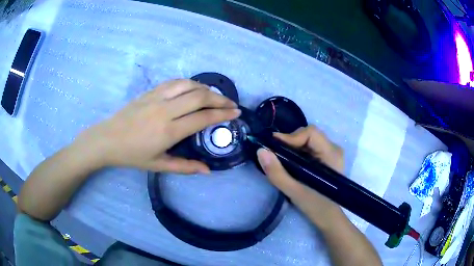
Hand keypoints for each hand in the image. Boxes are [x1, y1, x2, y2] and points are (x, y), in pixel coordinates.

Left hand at [75, 79, 240, 172]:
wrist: (107, 139)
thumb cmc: (132, 155)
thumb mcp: (158, 165)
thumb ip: (185, 167)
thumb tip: (207, 170)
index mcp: (168, 131)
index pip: (203, 117)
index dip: (222, 114)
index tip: (236, 113)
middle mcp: (165, 110)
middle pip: (199, 96)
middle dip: (220, 98)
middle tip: (231, 104)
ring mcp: (156, 97)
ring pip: (188, 85)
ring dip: (206, 88)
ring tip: (215, 96)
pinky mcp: (150, 92)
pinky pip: (175, 82)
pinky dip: (189, 83)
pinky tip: (194, 88)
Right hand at [257, 126, 344, 227]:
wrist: (327, 216)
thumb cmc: (315, 205)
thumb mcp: (293, 191)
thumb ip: (276, 172)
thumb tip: (261, 151)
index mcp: (331, 154)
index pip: (311, 133)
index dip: (291, 137)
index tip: (274, 147)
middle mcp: (334, 148)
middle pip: (309, 133)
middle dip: (290, 141)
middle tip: (276, 154)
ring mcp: (331, 151)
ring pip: (308, 138)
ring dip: (293, 146)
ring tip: (282, 158)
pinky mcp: (327, 156)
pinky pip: (310, 145)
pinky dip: (297, 150)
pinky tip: (291, 161)